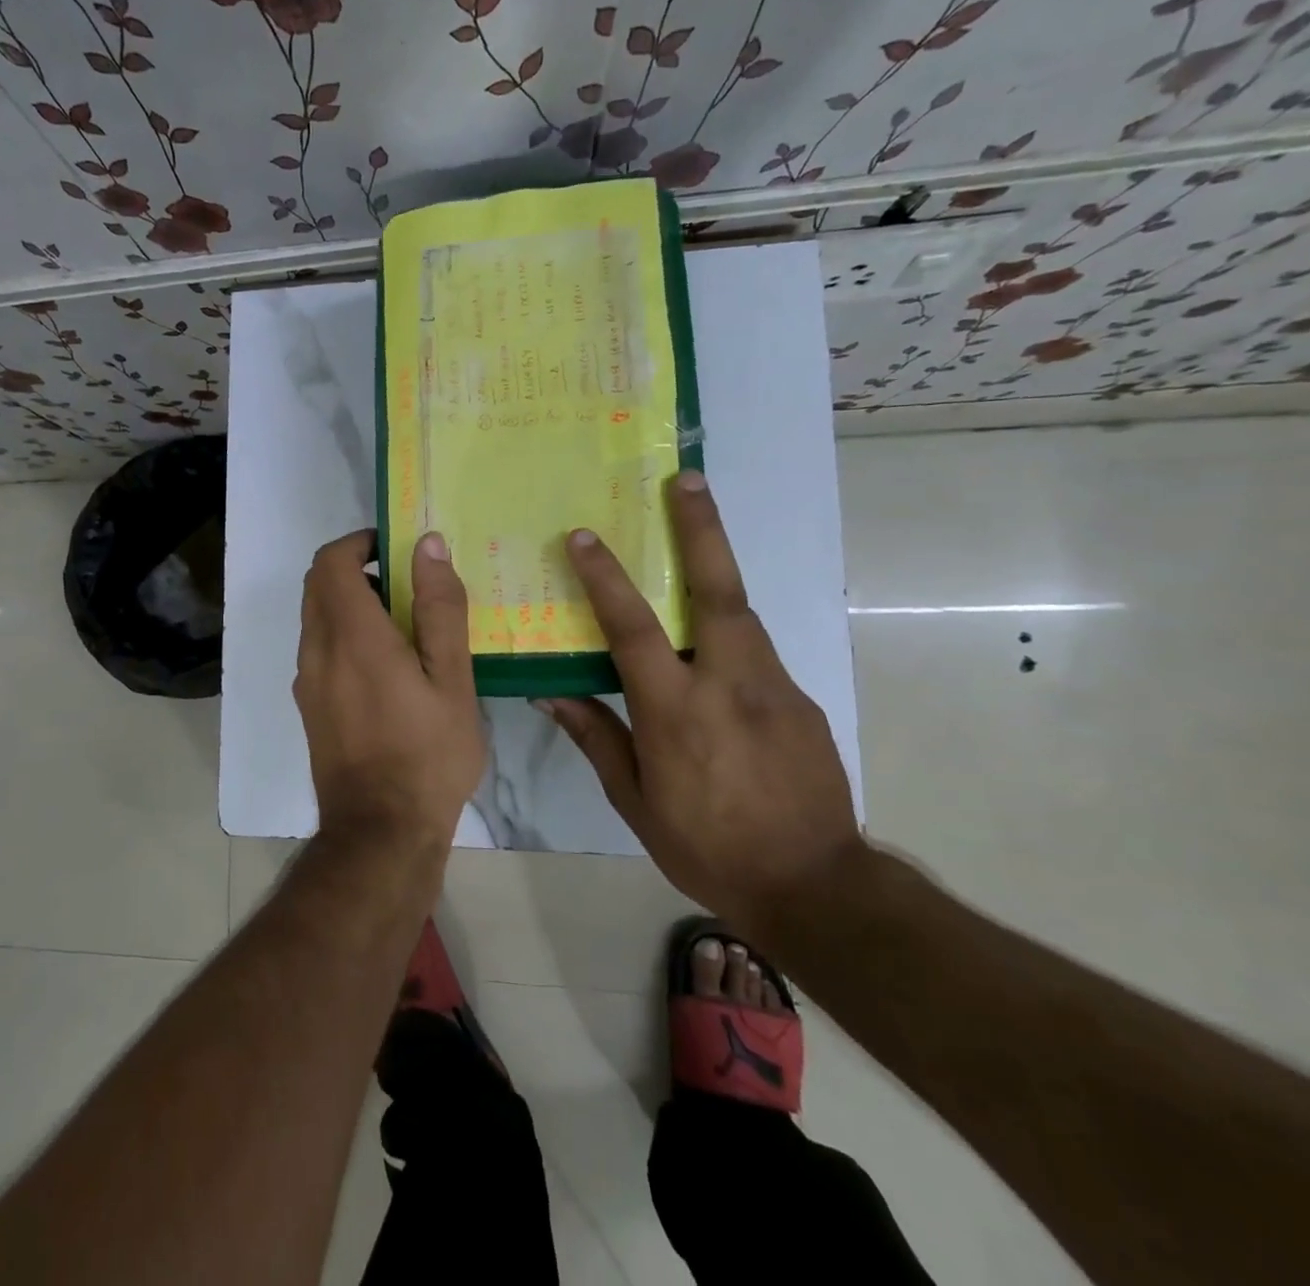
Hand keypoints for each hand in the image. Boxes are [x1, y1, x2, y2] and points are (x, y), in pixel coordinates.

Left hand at [294, 529, 485, 849]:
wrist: (380, 832)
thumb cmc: (427, 755)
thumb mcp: (451, 681)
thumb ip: (439, 609)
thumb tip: (428, 546)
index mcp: (351, 636)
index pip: (331, 561)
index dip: (358, 542)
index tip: (394, 548)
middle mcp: (316, 650)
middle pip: (318, 585)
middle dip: (355, 569)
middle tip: (405, 584)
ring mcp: (306, 681)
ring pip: (316, 618)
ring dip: (349, 604)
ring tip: (403, 626)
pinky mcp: (308, 706)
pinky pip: (318, 650)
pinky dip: (343, 635)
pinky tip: (386, 668)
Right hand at [542, 472, 860, 934]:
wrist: (815, 886)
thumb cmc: (706, 846)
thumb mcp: (635, 802)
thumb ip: (596, 737)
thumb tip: (550, 693)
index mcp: (676, 710)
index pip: (634, 628)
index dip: (606, 578)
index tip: (586, 536)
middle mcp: (728, 684)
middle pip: (717, 591)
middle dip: (702, 529)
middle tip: (688, 479)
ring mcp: (774, 688)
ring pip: (741, 613)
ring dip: (715, 569)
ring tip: (694, 538)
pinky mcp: (801, 701)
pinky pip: (757, 651)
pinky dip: (730, 633)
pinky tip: (714, 653)